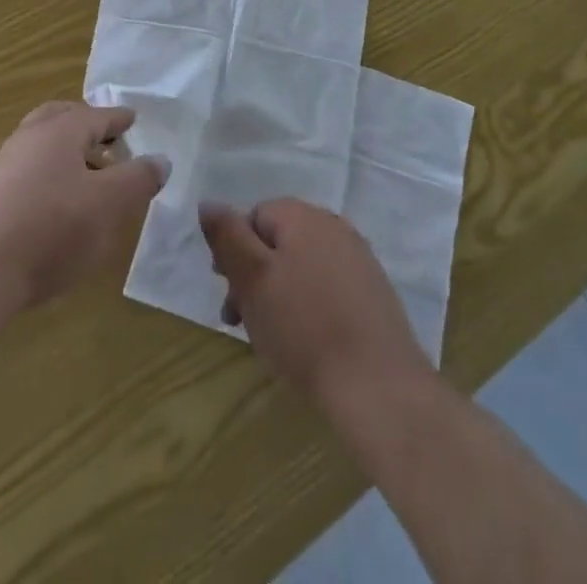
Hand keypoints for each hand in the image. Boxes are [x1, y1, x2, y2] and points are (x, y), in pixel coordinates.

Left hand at [0, 102, 165, 320]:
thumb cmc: (50, 230)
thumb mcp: (108, 205)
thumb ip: (138, 179)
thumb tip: (160, 159)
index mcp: (60, 130)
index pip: (98, 115)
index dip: (119, 119)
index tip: (133, 120)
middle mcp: (29, 137)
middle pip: (61, 118)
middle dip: (87, 125)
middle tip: (108, 140)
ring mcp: (3, 165)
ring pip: (41, 144)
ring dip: (66, 152)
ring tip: (88, 178)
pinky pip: (26, 170)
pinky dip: (47, 174)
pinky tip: (56, 205)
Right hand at [200, 199, 432, 405]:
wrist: (377, 384)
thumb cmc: (304, 327)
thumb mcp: (252, 278)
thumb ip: (227, 236)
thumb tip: (208, 202)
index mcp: (303, 216)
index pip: (254, 217)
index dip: (234, 253)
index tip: (229, 296)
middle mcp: (333, 226)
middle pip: (279, 241)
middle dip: (254, 276)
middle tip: (241, 321)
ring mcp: (358, 258)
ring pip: (302, 265)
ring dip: (279, 293)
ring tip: (271, 337)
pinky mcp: (373, 291)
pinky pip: (328, 286)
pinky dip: (310, 305)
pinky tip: (307, 341)